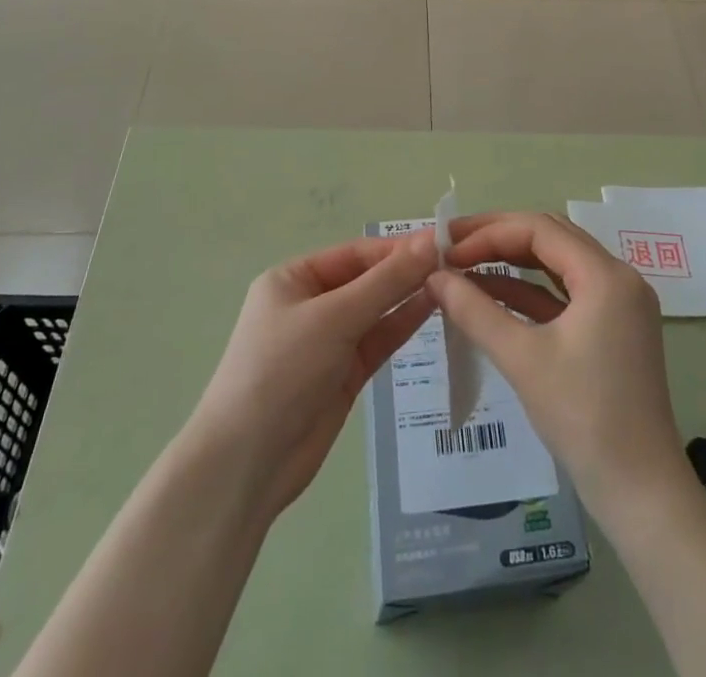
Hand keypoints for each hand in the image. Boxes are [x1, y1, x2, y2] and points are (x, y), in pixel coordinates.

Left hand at [188, 231, 436, 518]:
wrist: (247, 465)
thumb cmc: (282, 371)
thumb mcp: (334, 318)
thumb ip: (386, 281)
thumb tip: (431, 241)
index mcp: (294, 279)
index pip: (355, 253)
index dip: (398, 247)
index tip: (444, 241)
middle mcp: (311, 304)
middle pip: (368, 279)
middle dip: (407, 270)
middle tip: (458, 261)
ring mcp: (328, 341)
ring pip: (377, 310)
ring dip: (409, 296)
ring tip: (454, 281)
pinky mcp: (344, 374)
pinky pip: (378, 340)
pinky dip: (403, 325)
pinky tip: (434, 308)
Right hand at [429, 212, 684, 515]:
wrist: (640, 492)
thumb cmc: (583, 418)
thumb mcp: (522, 359)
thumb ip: (475, 311)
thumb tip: (434, 277)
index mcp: (606, 275)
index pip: (540, 229)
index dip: (490, 233)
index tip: (449, 249)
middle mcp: (618, 278)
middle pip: (551, 238)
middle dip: (500, 238)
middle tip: (453, 246)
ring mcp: (618, 304)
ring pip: (557, 264)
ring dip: (512, 263)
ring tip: (465, 266)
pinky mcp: (612, 329)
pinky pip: (565, 295)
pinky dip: (529, 292)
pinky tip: (491, 295)